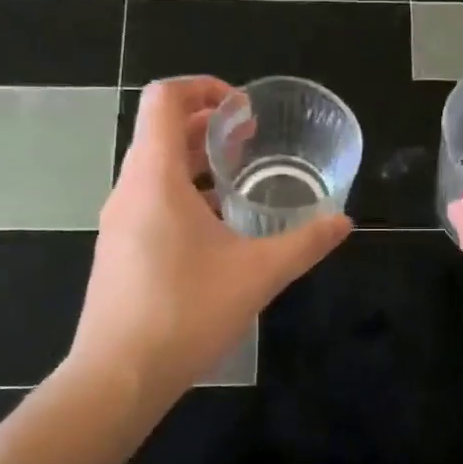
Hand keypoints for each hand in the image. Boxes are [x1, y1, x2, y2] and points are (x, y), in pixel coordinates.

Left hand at [70, 77, 351, 407]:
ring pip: (155, 169)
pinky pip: (150, 201)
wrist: (119, 376)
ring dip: (196, 162)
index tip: (244, 110)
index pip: (165, 99)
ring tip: (240, 179)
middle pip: (161, 131)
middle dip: (208, 125)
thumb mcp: (258, 273)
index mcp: (155, 177)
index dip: (204, 87)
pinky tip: (218, 229)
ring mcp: (118, 222)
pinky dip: (184, 194)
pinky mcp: (119, 251)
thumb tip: (343, 222)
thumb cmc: (186, 311)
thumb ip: (305, 243)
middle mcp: (129, 189)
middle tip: (251, 139)